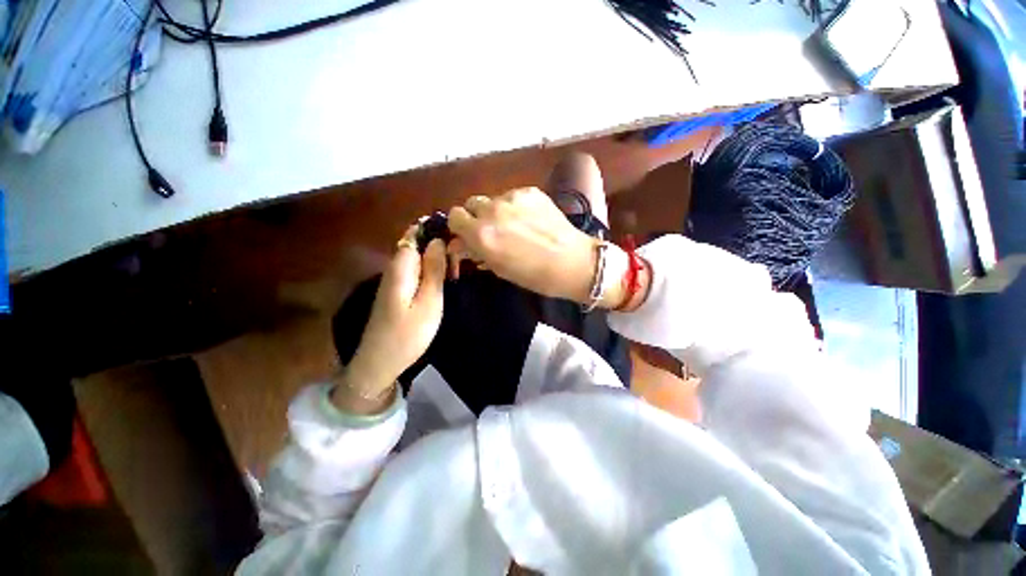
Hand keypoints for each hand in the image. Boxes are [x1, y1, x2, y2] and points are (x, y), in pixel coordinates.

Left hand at [333, 233, 446, 412]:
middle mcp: (394, 268)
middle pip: (416, 245)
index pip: (415, 234)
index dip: (435, 231)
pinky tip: (443, 280)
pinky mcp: (397, 291)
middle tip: (461, 259)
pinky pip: (415, 271)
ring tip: (456, 269)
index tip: (457, 236)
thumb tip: (439, 240)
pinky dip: (430, 271)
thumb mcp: (429, 302)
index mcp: (401, 267)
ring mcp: (394, 280)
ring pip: (417, 258)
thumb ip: (434, 270)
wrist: (380, 362)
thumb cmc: (408, 334)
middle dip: (438, 246)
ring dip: (436, 259)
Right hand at [447, 188, 600, 303]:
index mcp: (481, 233)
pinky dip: (516, 206)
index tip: (470, 234)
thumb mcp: (499, 268)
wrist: (572, 262)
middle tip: (492, 231)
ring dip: (497, 211)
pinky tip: (531, 220)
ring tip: (516, 226)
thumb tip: (458, 243)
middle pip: (471, 204)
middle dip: (477, 216)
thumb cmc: (534, 275)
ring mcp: (512, 198)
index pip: (455, 216)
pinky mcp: (530, 191)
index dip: (461, 226)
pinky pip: (513, 196)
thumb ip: (475, 251)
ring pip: (493, 199)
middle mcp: (492, 211)